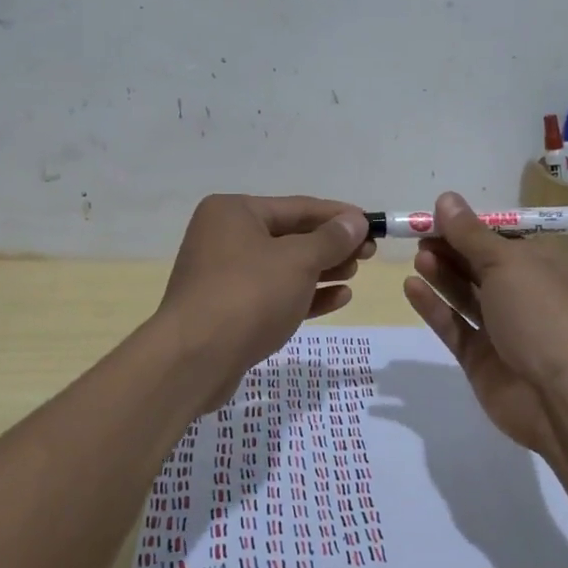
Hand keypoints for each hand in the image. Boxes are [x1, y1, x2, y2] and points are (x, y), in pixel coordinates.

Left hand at [157, 194, 373, 407]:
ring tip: (355, 275)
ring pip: (283, 267)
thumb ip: (331, 239)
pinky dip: (305, 295)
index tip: (372, 224)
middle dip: (331, 246)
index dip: (338, 216)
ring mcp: (224, 276)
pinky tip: (338, 299)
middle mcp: (225, 237)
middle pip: (290, 236)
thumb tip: (355, 220)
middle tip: (368, 254)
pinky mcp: (229, 310)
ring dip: (321, 270)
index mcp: (234, 212)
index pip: (298, 207)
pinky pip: (274, 294)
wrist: (194, 360)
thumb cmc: (248, 295)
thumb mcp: (298, 261)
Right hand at [402, 191, 567, 456]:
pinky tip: (411, 287)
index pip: (503, 238)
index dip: (470, 227)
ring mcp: (503, 328)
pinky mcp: (481, 358)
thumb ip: (470, 233)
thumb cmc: (541, 312)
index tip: (437, 216)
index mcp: (544, 265)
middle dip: (452, 249)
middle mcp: (525, 294)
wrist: (560, 395)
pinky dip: (434, 307)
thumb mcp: (506, 262)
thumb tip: (446, 198)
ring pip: (466, 295)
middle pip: (481, 265)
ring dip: (443, 274)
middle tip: (419, 236)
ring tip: (418, 258)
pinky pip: (454, 326)